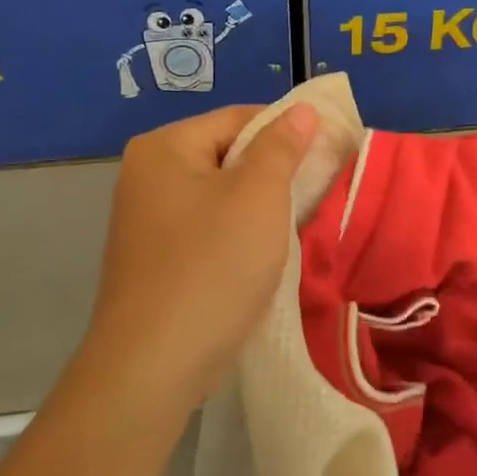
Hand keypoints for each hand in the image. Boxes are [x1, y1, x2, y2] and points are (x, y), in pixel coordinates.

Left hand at [79, 103, 317, 421]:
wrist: (154, 366)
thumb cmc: (212, 266)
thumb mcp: (258, 195)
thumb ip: (282, 145)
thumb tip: (301, 109)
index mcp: (164, 148)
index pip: (239, 117)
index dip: (288, 130)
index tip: (329, 153)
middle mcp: (148, 175)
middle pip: (229, 154)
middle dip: (275, 171)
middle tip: (316, 192)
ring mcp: (148, 220)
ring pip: (222, 194)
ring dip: (261, 206)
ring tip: (296, 225)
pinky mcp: (157, 258)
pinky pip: (209, 227)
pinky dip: (239, 234)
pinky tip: (263, 256)